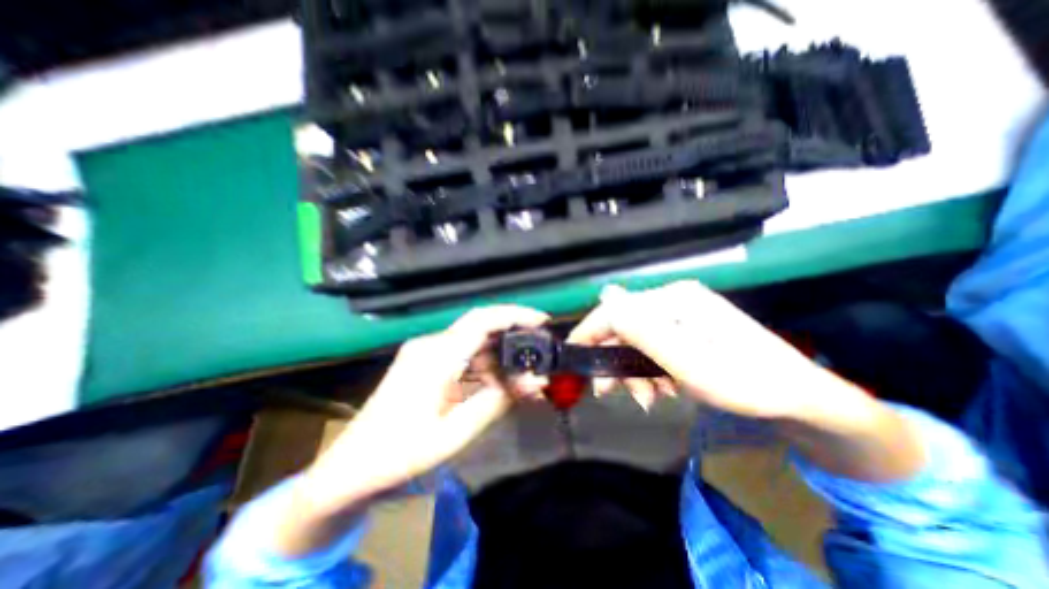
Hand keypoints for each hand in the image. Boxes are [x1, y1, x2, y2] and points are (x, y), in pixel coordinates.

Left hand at [303, 306, 548, 512]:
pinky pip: (464, 357)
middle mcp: (432, 346)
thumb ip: (496, 403)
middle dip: (514, 337)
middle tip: (540, 354)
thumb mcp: (455, 433)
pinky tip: (499, 385)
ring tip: (525, 379)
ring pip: (475, 344)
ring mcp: (427, 353)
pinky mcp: (426, 364)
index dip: (514, 315)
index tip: (542, 321)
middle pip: (481, 328)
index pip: (481, 320)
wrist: (350, 468)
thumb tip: (534, 382)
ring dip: (501, 358)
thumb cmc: (399, 455)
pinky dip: (486, 368)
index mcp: (436, 357)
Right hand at [571, 282, 831, 417]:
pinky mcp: (686, 329)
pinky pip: (651, 346)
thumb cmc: (747, 383)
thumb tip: (605, 298)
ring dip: (632, 370)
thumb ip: (644, 331)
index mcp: (674, 299)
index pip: (616, 309)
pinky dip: (648, 369)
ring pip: (635, 339)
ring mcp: (681, 314)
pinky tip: (661, 388)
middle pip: (624, 325)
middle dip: (615, 360)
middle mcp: (674, 300)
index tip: (573, 357)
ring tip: (648, 398)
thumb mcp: (690, 363)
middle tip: (612, 393)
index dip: (590, 330)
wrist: (800, 399)